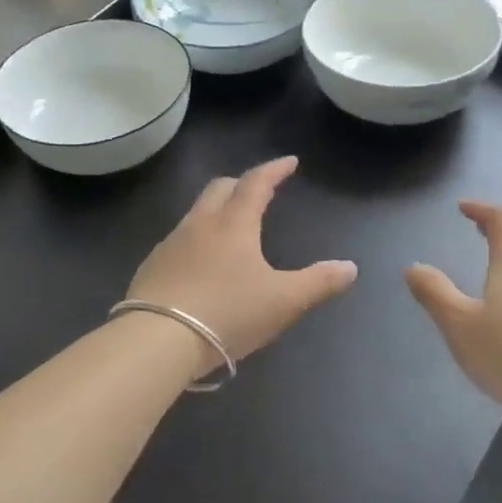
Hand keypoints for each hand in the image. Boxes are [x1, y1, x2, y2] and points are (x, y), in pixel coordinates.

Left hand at [125, 157, 357, 372]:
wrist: (158, 340)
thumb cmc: (228, 313)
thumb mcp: (283, 301)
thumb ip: (318, 283)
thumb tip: (350, 267)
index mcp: (234, 224)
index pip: (256, 183)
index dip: (274, 170)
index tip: (289, 162)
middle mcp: (200, 224)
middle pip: (219, 188)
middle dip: (241, 183)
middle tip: (258, 191)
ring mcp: (170, 244)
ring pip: (196, 213)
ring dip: (216, 210)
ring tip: (230, 228)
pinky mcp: (151, 267)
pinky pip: (178, 241)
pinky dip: (196, 240)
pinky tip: (200, 265)